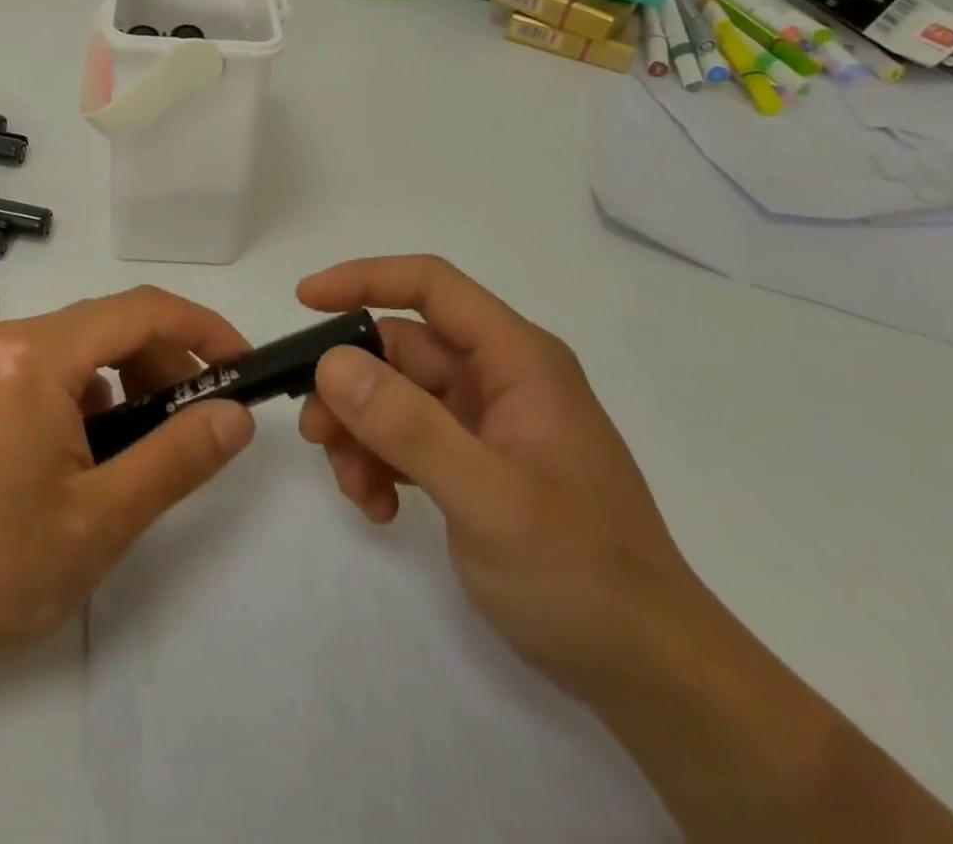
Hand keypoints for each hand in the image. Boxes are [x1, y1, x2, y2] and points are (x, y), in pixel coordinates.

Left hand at [0, 287, 256, 671]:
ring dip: (128, 380)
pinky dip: (88, 395)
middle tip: (199, 418)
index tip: (242, 362)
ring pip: (80, 348)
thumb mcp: (100, 519)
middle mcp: (8, 339)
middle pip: (110, 324)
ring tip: (145, 444)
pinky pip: (49, 370)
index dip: (202, 327)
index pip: (141, 310)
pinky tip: (89, 451)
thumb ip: (177, 458)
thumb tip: (235, 415)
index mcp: (37, 354)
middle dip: (166, 361)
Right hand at [297, 255, 705, 696]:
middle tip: (315, 433)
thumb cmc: (580, 573)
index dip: (364, 279)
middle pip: (400, 348)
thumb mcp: (487, 498)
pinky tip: (380, 508)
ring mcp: (487, 421)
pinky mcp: (476, 460)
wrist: (649, 673)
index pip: (431, 286)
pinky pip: (408, 438)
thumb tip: (331, 362)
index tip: (303, 301)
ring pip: (395, 395)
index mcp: (517, 359)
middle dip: (350, 385)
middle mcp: (500, 377)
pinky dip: (381, 462)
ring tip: (356, 490)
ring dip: (361, 433)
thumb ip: (408, 426)